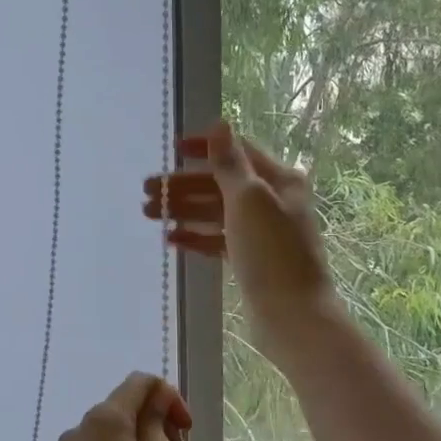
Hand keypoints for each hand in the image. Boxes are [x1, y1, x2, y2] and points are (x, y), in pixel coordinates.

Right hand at [143, 120, 341, 358]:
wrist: (293, 316)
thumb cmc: (272, 252)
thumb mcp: (248, 200)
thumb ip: (229, 163)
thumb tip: (220, 123)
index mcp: (279, 180)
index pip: (237, 152)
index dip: (204, 148)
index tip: (171, 149)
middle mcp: (273, 201)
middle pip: (221, 184)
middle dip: (184, 185)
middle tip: (147, 191)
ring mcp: (261, 232)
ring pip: (216, 213)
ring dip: (184, 210)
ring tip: (149, 214)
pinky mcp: (251, 259)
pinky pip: (218, 240)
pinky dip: (195, 236)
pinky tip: (171, 238)